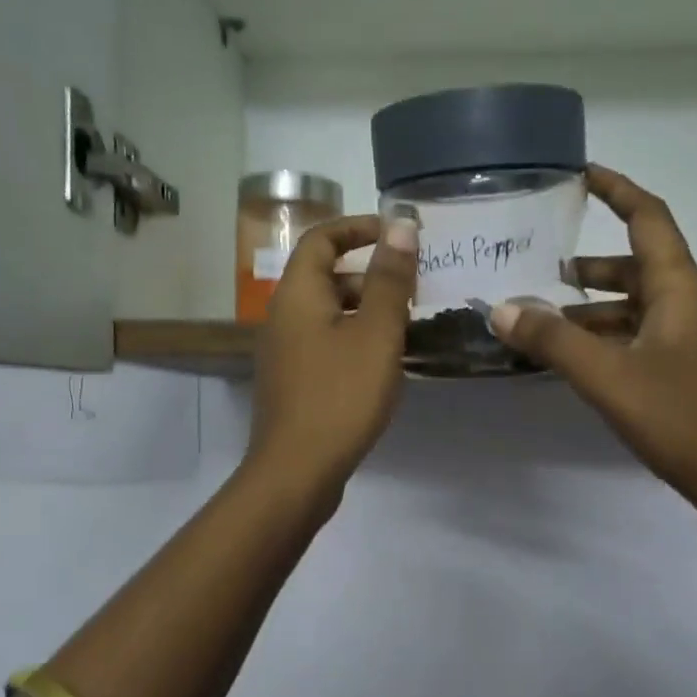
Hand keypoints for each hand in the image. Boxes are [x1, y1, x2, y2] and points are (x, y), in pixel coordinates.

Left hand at [246, 212, 417, 501]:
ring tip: (408, 328)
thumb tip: (401, 225)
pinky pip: (326, 345)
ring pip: (329, 314)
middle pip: (326, 277)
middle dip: (370, 275)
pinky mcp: (294, 383)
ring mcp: (285, 353)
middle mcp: (283, 316)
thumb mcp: (377, 334)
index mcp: (298, 294)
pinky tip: (384, 365)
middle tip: (413, 289)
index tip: (397, 234)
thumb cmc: (340, 396)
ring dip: (366, 311)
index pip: (322, 239)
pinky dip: (355, 340)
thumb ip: (391, 279)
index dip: (358, 227)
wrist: (297, 471)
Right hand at [489, 165, 696, 521]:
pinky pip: (636, 338)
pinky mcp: (682, 371)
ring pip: (633, 306)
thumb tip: (501, 309)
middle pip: (636, 264)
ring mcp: (687, 340)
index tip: (581, 174)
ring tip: (540, 315)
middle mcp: (686, 304)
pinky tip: (570, 358)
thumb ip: (553, 341)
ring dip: (590, 306)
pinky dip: (602, 338)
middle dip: (589, 261)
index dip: (617, 190)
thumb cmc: (679, 417)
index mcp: (678, 289)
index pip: (648, 219)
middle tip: (540, 262)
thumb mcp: (607, 376)